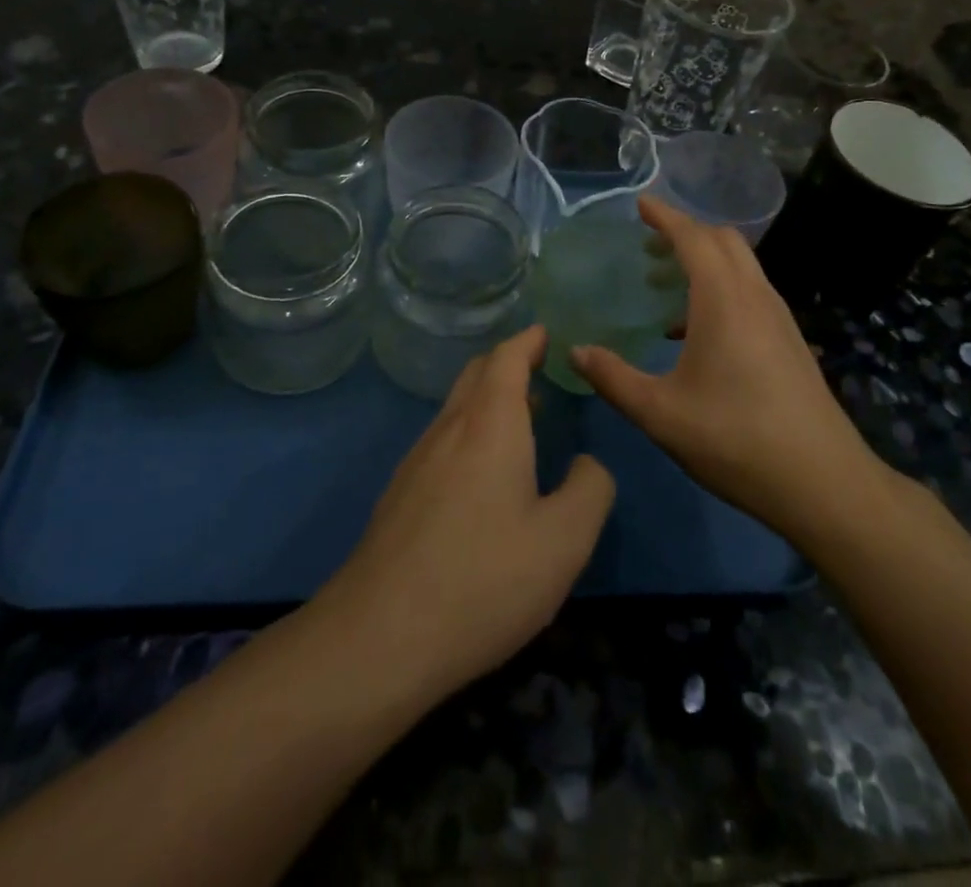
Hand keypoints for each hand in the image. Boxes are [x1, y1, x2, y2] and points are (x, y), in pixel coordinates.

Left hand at [320, 326, 614, 698]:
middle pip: (477, 374)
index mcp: (489, 424)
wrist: (381, 636)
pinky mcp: (399, 493)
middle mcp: (449, 428)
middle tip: (538, 367)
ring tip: (521, 415)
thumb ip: (590, 490)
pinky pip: (442, 439)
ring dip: (488, 398)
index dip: (528, 340)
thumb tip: (585, 464)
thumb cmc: (484, 578)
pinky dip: (470, 430)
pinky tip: (483, 472)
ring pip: (456, 407)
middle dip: (508, 362)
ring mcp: (417, 460)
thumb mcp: (565, 540)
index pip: (507, 358)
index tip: (546, 333)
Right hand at [570, 197, 888, 548]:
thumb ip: (613, 378)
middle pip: (723, 241)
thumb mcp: (660, 413)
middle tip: (647, 246)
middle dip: (685, 233)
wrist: (824, 483)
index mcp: (724, 300)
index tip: (640, 204)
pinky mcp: (790, 341)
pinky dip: (721, 287)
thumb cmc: (735, 440)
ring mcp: (779, 318)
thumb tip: (576, 353)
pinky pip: (751, 292)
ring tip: (665, 285)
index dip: (665, 216)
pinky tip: (696, 332)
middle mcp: (755, 297)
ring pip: (741, 266)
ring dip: (705, 261)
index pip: (693, 237)